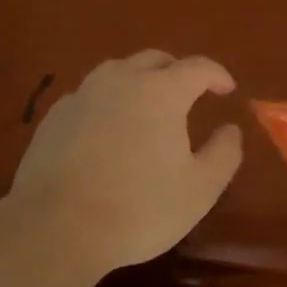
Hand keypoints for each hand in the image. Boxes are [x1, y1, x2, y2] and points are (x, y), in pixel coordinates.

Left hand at [4, 51, 243, 278]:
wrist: (56, 227)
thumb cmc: (138, 208)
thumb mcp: (199, 190)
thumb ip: (223, 154)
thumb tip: (231, 129)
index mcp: (161, 92)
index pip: (197, 67)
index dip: (217, 74)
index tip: (227, 89)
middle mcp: (121, 80)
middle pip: (154, 59)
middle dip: (177, 70)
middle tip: (189, 92)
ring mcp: (83, 94)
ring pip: (118, 71)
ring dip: (139, 80)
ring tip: (147, 105)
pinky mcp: (55, 115)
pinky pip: (90, 95)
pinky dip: (107, 101)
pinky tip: (107, 128)